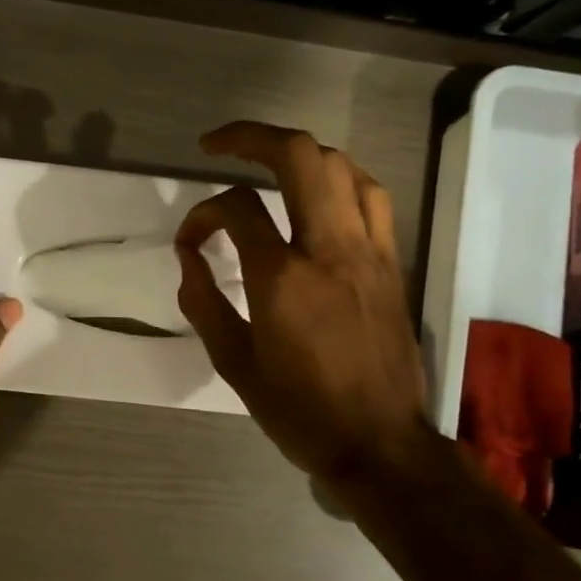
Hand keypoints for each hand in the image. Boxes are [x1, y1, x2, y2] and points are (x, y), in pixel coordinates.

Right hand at [175, 122, 430, 506]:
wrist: (378, 442)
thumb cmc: (297, 410)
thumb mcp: (233, 363)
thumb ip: (203, 301)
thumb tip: (189, 257)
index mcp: (282, 278)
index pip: (235, 209)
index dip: (200, 214)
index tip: (189, 242)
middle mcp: (329, 249)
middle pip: (299, 157)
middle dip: (252, 137)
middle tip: (218, 144)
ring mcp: (368, 251)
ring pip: (341, 167)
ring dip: (299, 155)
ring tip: (269, 165)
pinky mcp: (392, 262)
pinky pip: (370, 197)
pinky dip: (339, 180)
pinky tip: (320, 195)